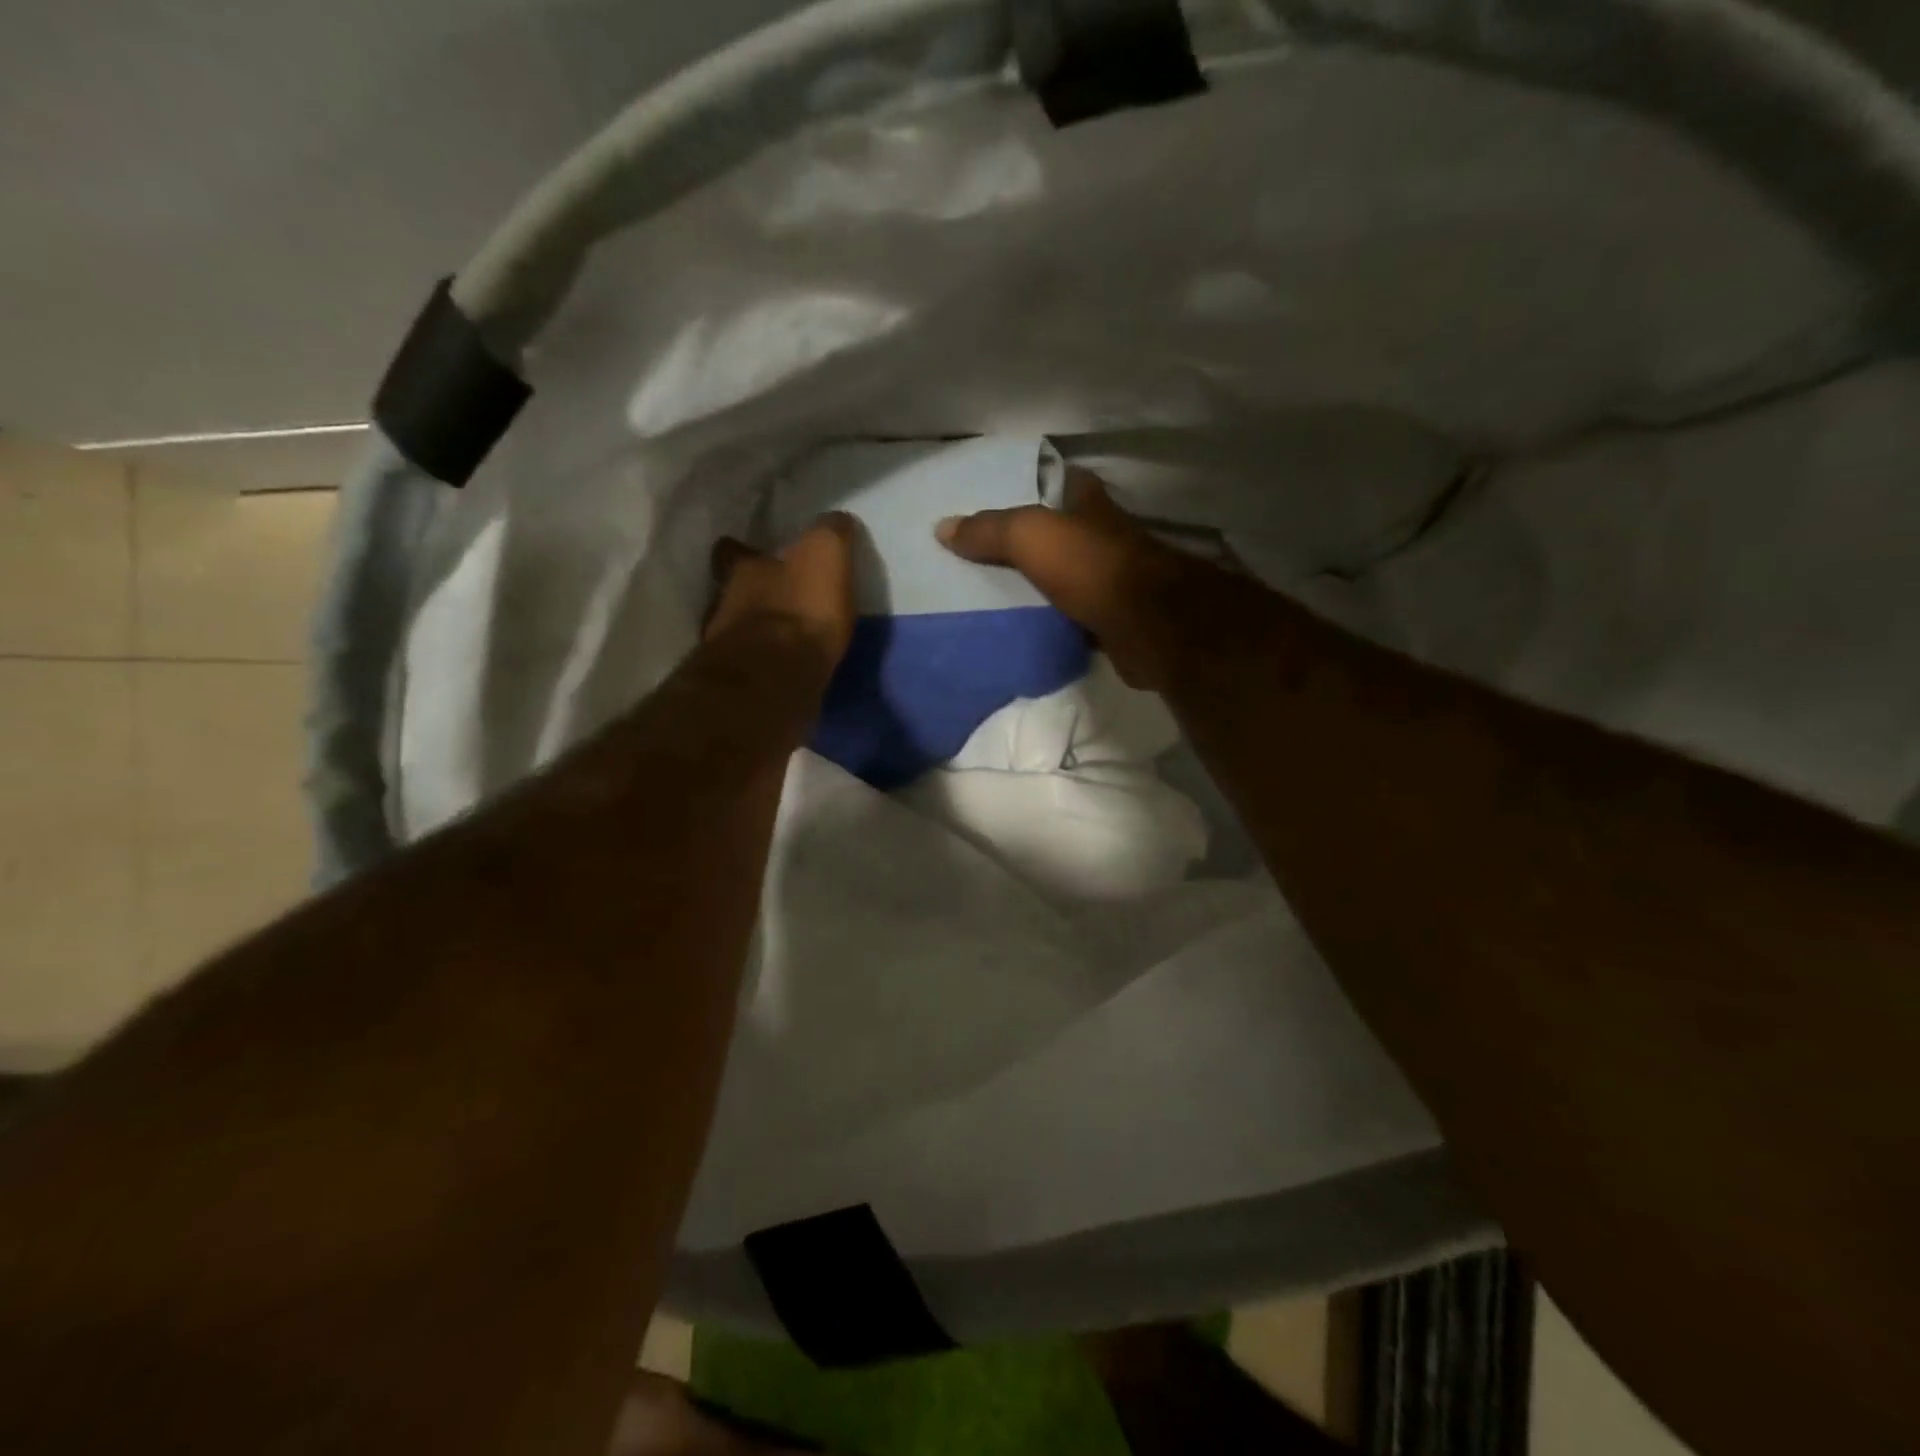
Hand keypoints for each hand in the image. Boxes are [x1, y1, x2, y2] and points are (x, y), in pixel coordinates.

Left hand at [707, 512, 858, 673]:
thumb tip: (837, 521)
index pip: (732, 550)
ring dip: (758, 631)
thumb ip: (830, 534)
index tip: (754, 552)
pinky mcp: (741, 684)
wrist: (776, 679)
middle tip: (777, 599)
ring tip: (783, 637)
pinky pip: (753, 666)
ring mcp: (728, 647)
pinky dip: (765, 665)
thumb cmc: (801, 610)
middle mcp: (727, 603)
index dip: (742, 550)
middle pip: (734, 592)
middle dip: (753, 594)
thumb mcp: (825, 555)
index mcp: (744, 569)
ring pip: (739, 630)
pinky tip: (783, 669)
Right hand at [936, 468, 1226, 690]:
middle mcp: (1102, 535)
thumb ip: (989, 530)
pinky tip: (1021, 627)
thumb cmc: (1092, 566)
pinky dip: (1050, 618)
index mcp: (1089, 504)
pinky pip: (1070, 613)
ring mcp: (1110, 578)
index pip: (1059, 481)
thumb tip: (942, 527)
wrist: (1147, 625)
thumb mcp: (1031, 537)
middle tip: (981, 552)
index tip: (998, 495)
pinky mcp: (1111, 617)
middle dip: (1028, 540)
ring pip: (1065, 574)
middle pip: (1060, 531)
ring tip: (990, 592)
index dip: (1032, 484)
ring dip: (1038, 583)